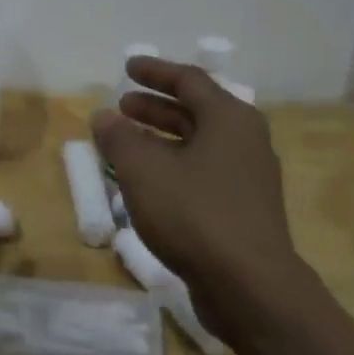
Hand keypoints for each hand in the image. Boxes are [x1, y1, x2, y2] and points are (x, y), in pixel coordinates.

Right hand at [93, 56, 314, 336]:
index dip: (155, 72)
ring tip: (127, 143)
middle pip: (196, 111)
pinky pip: (204, 172)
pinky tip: (150, 183)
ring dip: (162, 138)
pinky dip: (175, 166)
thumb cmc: (194, 214)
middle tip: (123, 106)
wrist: (250, 286)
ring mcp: (249, 177)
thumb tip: (103, 116)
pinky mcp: (245, 209)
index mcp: (229, 118)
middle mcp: (245, 140)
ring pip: (200, 144)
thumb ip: (119, 137)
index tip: (127, 68)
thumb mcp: (143, 170)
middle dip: (156, 107)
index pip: (189, 80)